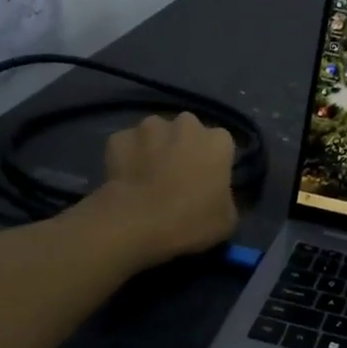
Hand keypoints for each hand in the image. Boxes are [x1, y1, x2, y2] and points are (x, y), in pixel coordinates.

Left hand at [97, 113, 238, 265]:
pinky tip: (125, 178)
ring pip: (156, 134)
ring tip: (148, 176)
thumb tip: (217, 195)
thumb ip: (227, 198)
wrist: (135, 224)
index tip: (207, 182)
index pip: (222, 145)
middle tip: (178, 177)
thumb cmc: (190, 221)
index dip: (214, 163)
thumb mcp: (227, 220)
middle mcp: (186, 123)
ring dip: (155, 148)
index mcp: (218, 140)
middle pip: (189, 132)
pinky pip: (127, 145)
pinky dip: (127, 156)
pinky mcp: (119, 138)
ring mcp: (149, 127)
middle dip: (184, 147)